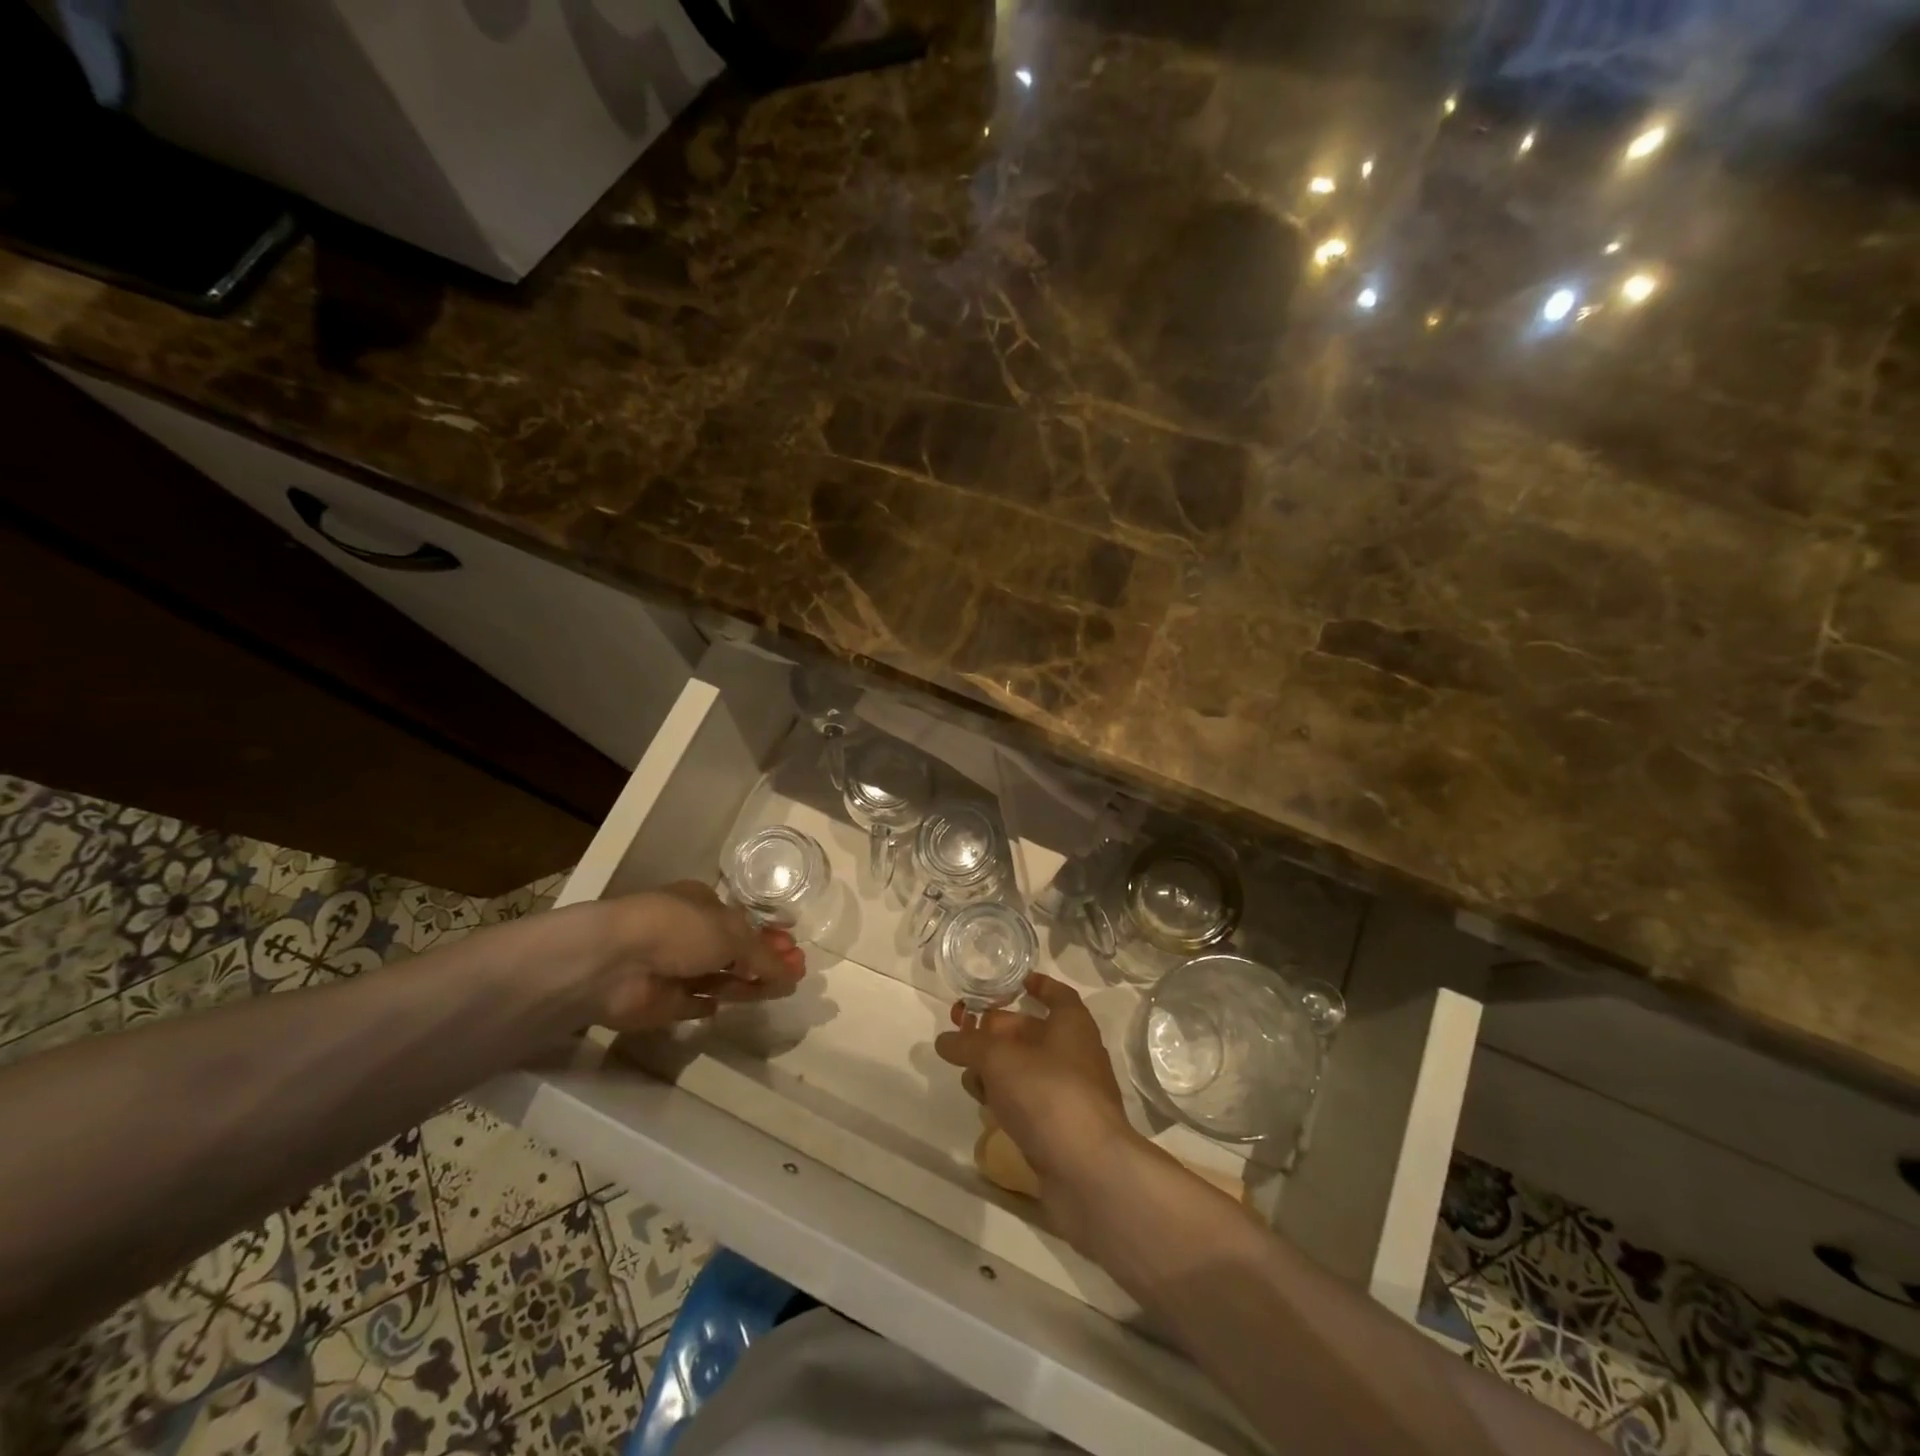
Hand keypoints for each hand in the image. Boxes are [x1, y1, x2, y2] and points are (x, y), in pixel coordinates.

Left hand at [579, 882, 805, 1029]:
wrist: (615, 963)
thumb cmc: (678, 930)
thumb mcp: (731, 935)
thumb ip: (764, 957)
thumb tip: (793, 974)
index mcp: (703, 904)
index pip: (743, 922)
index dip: (770, 935)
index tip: (795, 948)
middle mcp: (689, 932)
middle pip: (735, 950)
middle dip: (766, 960)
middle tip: (797, 972)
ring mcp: (674, 968)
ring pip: (720, 977)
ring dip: (748, 983)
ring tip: (782, 991)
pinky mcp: (662, 1002)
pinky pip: (694, 1003)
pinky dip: (712, 1004)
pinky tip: (729, 1007)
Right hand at [934, 973, 1144, 1244]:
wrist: (1089, 1172)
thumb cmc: (1048, 1095)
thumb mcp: (999, 1059)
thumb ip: (969, 1044)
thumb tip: (945, 1040)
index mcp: (1072, 1025)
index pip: (1056, 994)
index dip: (1036, 985)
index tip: (1012, 982)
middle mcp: (1075, 1054)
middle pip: (1032, 1033)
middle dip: (997, 1032)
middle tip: (963, 1034)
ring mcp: (1070, 1094)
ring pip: (1026, 1070)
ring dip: (996, 1070)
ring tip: (969, 1079)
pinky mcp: (1061, 1129)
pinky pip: (1029, 1103)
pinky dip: (1007, 1101)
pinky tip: (987, 1111)